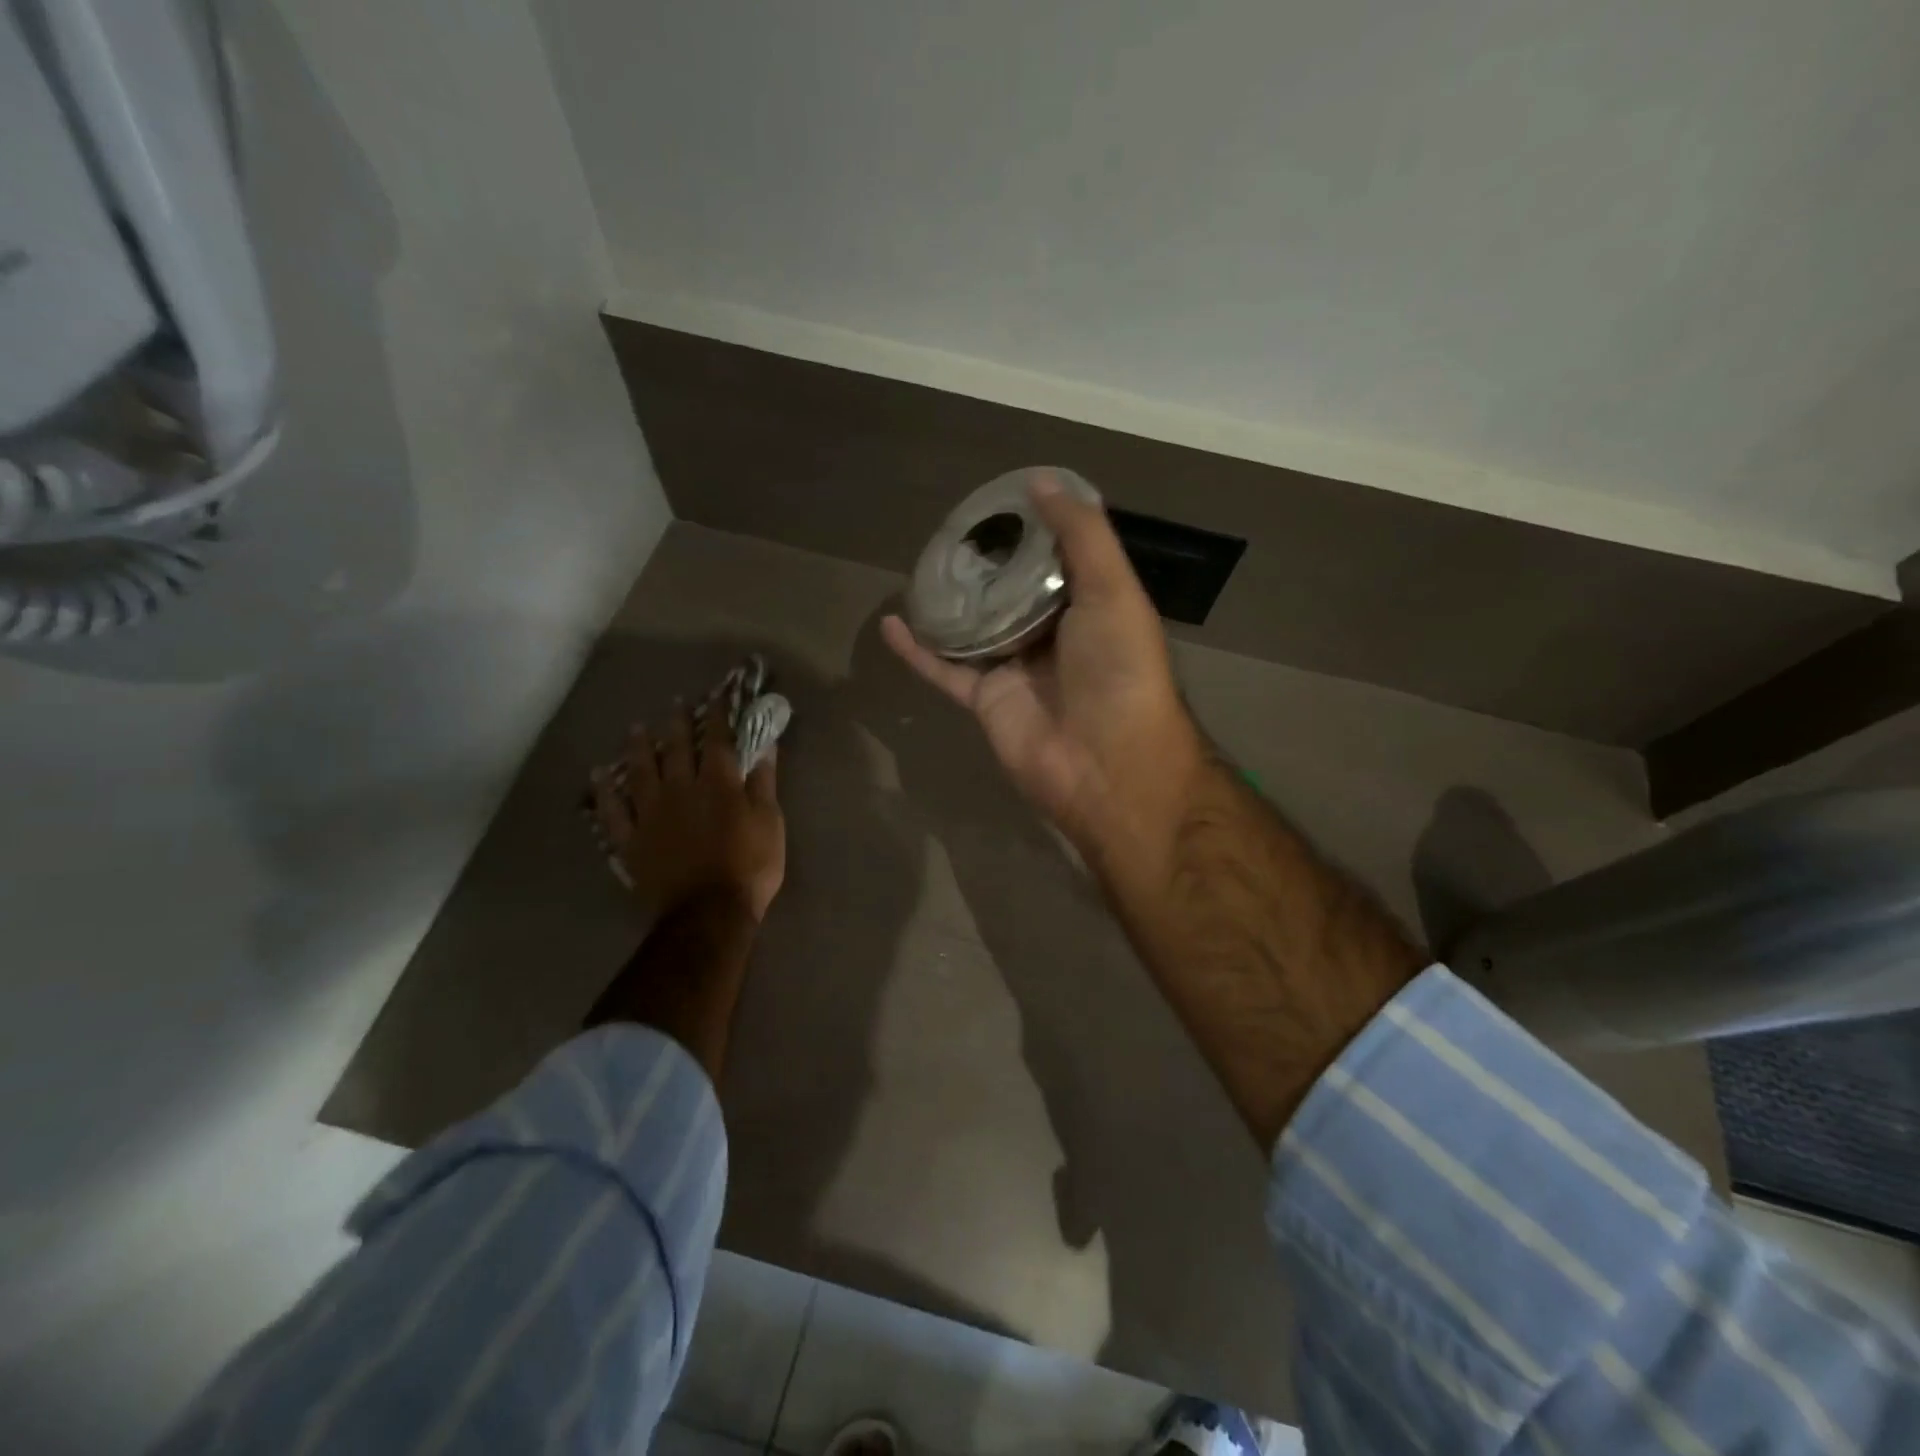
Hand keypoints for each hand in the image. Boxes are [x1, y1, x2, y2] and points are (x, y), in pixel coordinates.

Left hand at [590, 699, 784, 920]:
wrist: (708, 913)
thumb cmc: (749, 867)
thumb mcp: (770, 822)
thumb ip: (764, 782)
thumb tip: (764, 745)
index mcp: (718, 784)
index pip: (718, 740)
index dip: (718, 715)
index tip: (717, 695)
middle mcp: (680, 789)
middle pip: (675, 748)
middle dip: (677, 722)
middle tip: (675, 703)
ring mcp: (650, 814)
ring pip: (640, 771)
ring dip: (638, 747)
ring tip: (636, 728)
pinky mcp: (631, 840)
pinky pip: (612, 810)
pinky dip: (604, 790)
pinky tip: (598, 774)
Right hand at [882, 475, 1203, 856]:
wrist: (1107, 763)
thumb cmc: (1119, 669)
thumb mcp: (1112, 589)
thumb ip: (1082, 535)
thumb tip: (1042, 481)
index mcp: (1090, 606)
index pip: (1056, 559)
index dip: (1030, 530)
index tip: (997, 501)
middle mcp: (1053, 634)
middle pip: (1011, 592)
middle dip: (985, 565)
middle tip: (950, 531)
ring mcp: (1016, 669)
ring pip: (974, 629)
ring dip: (949, 604)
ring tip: (918, 568)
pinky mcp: (986, 699)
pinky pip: (946, 669)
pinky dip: (918, 650)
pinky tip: (891, 621)